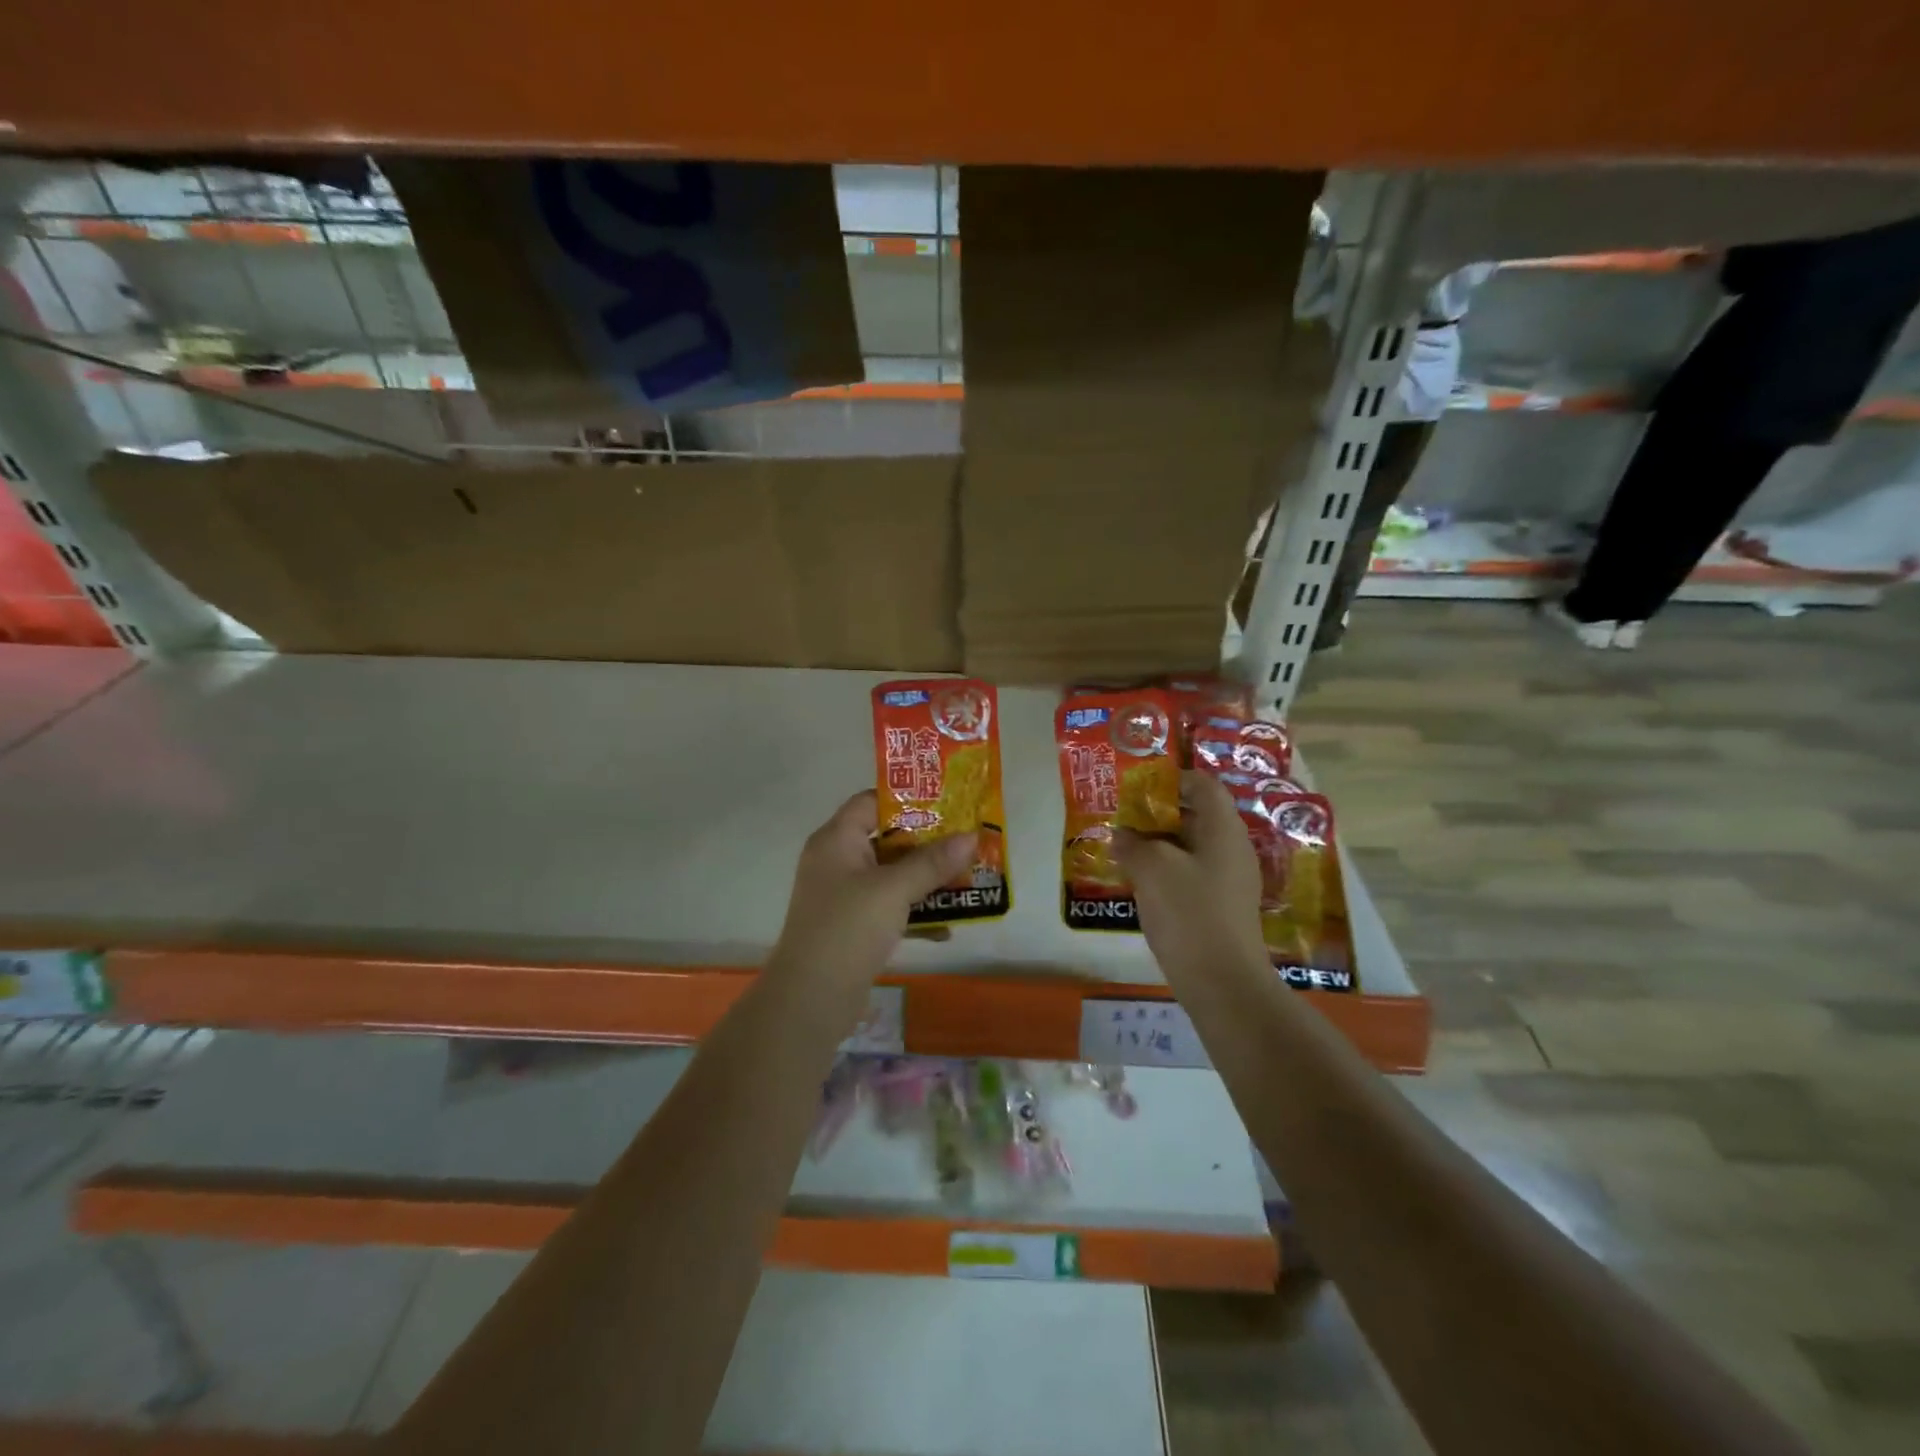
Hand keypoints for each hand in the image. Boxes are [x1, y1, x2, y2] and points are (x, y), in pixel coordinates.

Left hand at [772, 791, 976, 981]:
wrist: (810, 999)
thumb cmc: (849, 928)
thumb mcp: (894, 889)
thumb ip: (932, 863)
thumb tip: (971, 837)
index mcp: (836, 840)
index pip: (871, 802)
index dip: (908, 800)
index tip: (948, 803)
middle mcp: (837, 861)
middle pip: (887, 839)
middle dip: (928, 843)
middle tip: (967, 841)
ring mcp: (844, 896)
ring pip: (892, 876)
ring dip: (927, 880)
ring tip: (967, 879)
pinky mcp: (853, 926)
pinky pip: (890, 908)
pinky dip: (915, 913)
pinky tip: (948, 927)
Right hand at [1114, 770, 1268, 978]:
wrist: (1222, 982)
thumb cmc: (1189, 912)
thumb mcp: (1152, 868)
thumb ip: (1133, 843)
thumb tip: (1122, 835)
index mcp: (1223, 829)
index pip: (1203, 785)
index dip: (1172, 780)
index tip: (1138, 788)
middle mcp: (1232, 849)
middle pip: (1197, 815)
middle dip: (1158, 814)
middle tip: (1124, 819)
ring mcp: (1230, 880)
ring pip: (1192, 847)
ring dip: (1159, 845)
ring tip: (1125, 850)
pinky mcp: (1221, 907)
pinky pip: (1192, 874)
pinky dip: (1167, 871)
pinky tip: (1141, 884)